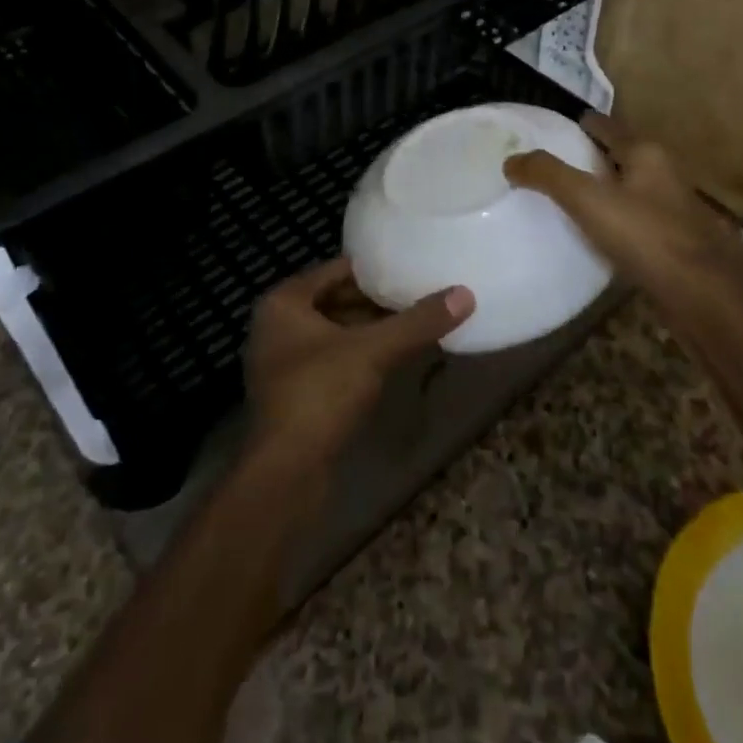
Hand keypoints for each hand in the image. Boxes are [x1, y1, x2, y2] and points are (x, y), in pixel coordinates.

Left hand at [243, 256, 473, 470]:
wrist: (285, 475)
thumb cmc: (320, 395)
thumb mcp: (374, 351)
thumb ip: (418, 321)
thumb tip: (465, 294)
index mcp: (283, 303)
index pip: (336, 270)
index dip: (375, 269)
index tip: (411, 267)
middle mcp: (277, 327)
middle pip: (336, 301)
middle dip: (376, 301)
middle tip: (420, 294)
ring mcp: (283, 363)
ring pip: (336, 333)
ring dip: (371, 330)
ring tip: (415, 323)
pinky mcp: (294, 395)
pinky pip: (333, 361)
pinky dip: (361, 356)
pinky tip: (395, 359)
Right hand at [504, 113, 742, 322]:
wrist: (704, 297)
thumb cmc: (646, 237)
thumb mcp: (588, 200)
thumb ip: (549, 176)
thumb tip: (511, 160)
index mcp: (647, 154)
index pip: (609, 127)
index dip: (586, 123)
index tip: (562, 125)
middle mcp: (665, 174)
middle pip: (624, 156)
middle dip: (596, 156)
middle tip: (559, 162)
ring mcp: (675, 210)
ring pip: (633, 189)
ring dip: (608, 189)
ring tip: (574, 197)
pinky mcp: (677, 243)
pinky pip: (638, 221)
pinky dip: (618, 220)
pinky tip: (601, 235)